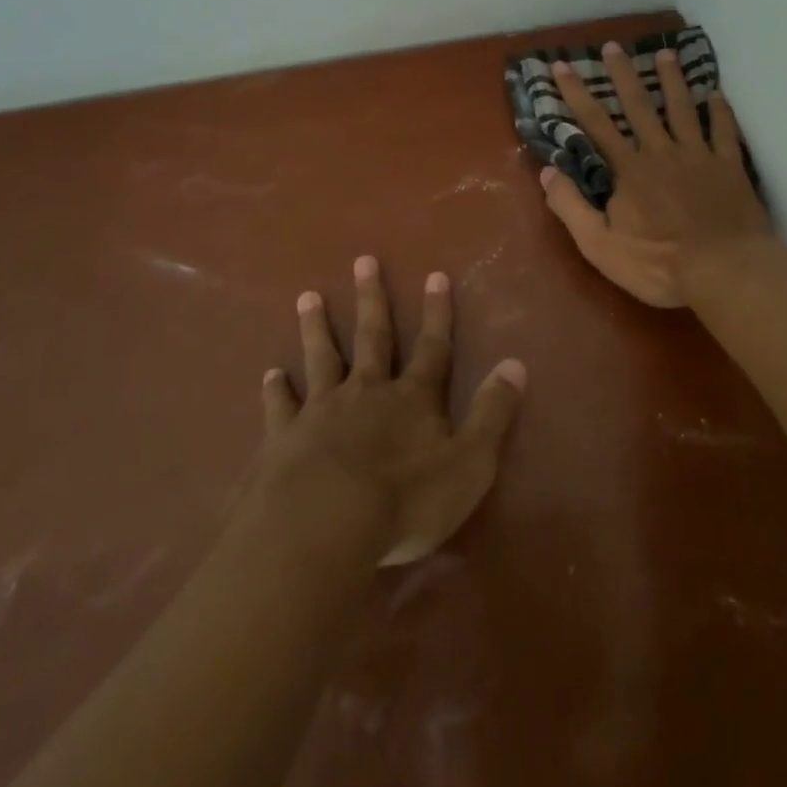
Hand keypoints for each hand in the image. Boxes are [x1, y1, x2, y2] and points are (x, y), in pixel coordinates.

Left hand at [255, 256, 526, 565]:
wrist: (322, 526)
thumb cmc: (404, 501)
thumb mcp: (469, 463)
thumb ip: (492, 413)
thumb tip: (516, 363)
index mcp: (412, 399)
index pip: (432, 347)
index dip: (437, 313)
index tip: (435, 275)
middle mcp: (367, 392)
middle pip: (372, 338)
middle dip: (372, 300)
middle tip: (363, 261)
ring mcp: (321, 411)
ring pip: (321, 358)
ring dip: (316, 328)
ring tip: (307, 296)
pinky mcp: (283, 437)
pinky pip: (280, 405)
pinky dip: (276, 389)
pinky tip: (271, 373)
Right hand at [538, 42, 773, 307]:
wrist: (725, 271)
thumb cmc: (659, 264)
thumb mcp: (600, 246)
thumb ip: (571, 207)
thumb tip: (547, 173)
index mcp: (629, 169)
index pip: (596, 124)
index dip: (576, 94)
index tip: (561, 66)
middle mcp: (662, 152)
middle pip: (639, 106)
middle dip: (623, 74)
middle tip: (614, 46)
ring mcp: (699, 156)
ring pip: (683, 109)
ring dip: (672, 80)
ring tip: (665, 54)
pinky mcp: (729, 167)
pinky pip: (723, 131)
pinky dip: (720, 111)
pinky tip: (716, 94)